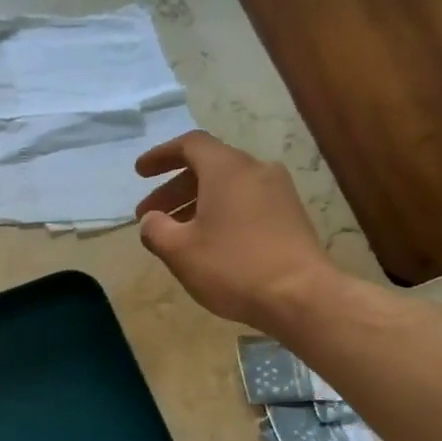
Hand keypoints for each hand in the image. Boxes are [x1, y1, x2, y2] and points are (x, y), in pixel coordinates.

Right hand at [134, 131, 338, 331]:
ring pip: (227, 186)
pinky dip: (219, 212)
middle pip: (208, 166)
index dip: (161, 155)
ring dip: (195, 203)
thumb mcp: (179, 251)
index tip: (140, 173)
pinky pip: (245, 202)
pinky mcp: (289, 215)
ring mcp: (278, 192)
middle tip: (150, 215)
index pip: (190, 145)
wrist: (301, 295)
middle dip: (174, 188)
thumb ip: (155, 230)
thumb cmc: (233, 267)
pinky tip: (208, 242)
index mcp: (227, 169)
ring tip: (175, 233)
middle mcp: (256, 170)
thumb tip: (150, 221)